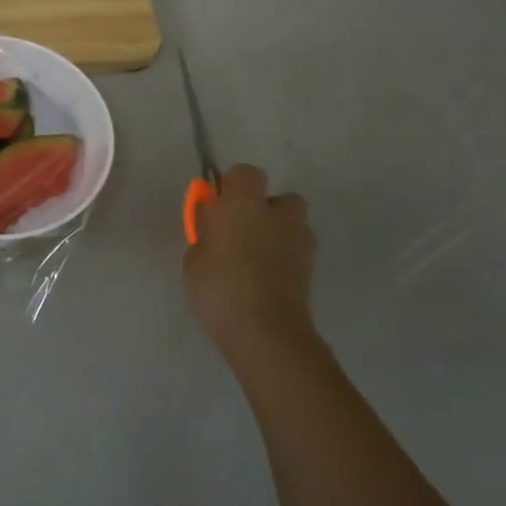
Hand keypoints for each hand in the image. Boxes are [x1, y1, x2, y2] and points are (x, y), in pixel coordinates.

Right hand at [183, 165, 319, 385]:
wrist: (266, 331)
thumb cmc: (220, 288)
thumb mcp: (194, 258)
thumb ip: (206, 232)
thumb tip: (213, 222)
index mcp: (244, 203)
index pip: (245, 173)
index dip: (231, 186)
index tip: (217, 207)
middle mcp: (278, 214)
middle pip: (278, 198)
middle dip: (263, 209)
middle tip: (238, 232)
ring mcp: (300, 240)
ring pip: (291, 223)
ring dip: (276, 231)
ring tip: (254, 258)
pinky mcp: (311, 266)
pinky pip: (295, 249)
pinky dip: (284, 256)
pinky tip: (265, 277)